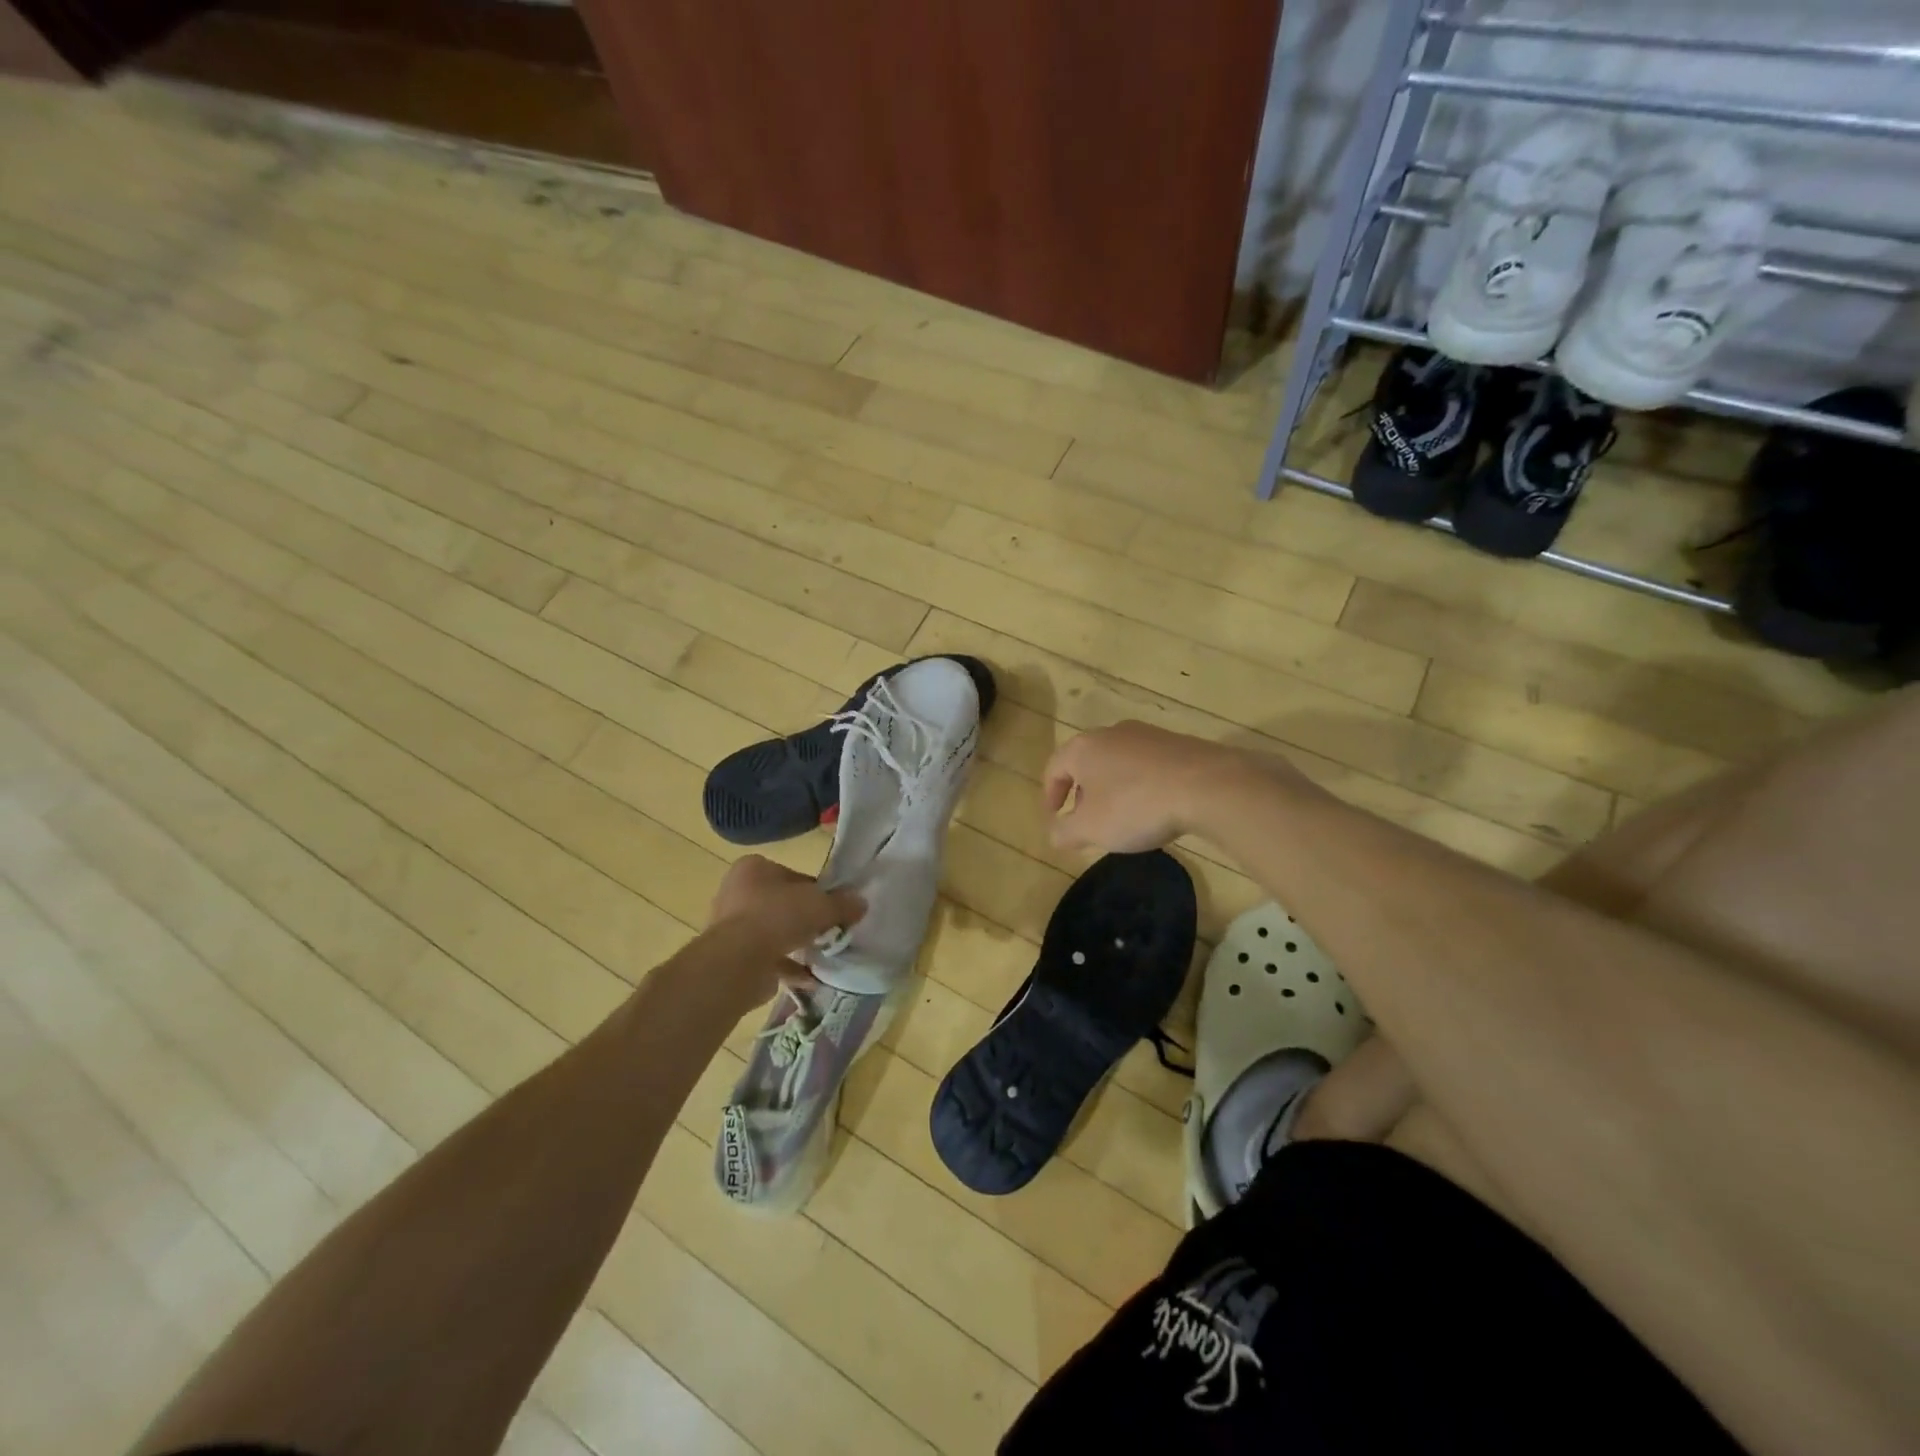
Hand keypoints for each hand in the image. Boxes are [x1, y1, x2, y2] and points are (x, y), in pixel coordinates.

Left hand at [700, 855, 865, 1007]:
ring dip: (795, 943)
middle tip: (828, 931)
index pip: (793, 875)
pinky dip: (787, 967)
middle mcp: (737, 892)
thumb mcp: (821, 904)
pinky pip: (767, 958)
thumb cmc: (778, 917)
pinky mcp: (732, 957)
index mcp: (753, 868)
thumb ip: (842, 903)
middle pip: (782, 903)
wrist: (738, 962)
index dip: (817, 891)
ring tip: (821, 954)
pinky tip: (809, 977)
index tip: (833, 907)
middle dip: (805, 919)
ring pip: (773, 932)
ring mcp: (731, 926)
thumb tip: (861, 903)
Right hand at [1042, 722, 1255, 853]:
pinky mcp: (1176, 742)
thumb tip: (1054, 834)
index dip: (1050, 795)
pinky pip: (1146, 764)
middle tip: (1087, 819)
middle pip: (1086, 762)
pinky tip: (1154, 806)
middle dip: (1082, 792)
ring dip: (1112, 787)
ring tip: (1122, 816)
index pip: (1054, 768)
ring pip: (1117, 761)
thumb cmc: (1135, 806)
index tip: (1054, 817)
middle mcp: (1111, 733)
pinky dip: (1140, 783)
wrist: (1206, 785)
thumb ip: (1064, 832)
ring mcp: (1146, 734)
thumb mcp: (1091, 829)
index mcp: (1083, 748)